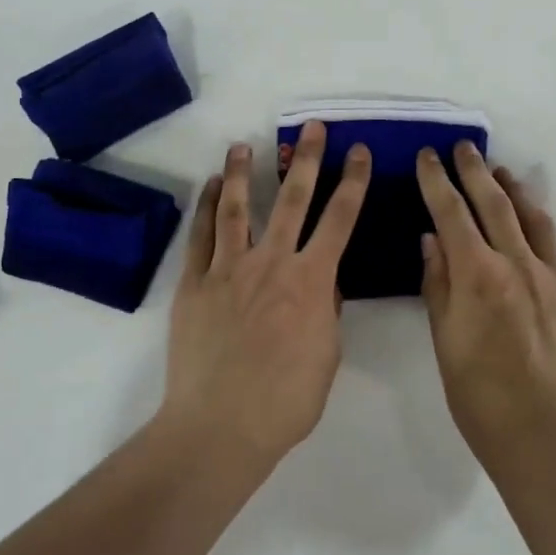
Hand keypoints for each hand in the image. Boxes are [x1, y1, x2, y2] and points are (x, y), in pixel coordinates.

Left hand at [161, 122, 371, 469]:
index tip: (360, 152)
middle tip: (313, 128)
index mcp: (311, 281)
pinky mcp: (195, 282)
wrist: (220, 426)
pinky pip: (201, 235)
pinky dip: (207, 206)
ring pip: (238, 207)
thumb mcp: (327, 357)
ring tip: (244, 145)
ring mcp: (229, 268)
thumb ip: (327, 312)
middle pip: (293, 199)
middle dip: (307, 159)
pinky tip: (211, 187)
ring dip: (244, 172)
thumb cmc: (285, 402)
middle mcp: (272, 262)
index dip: (353, 182)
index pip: (340, 220)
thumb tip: (323, 284)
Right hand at [417, 142, 555, 471]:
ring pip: (535, 218)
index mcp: (477, 274)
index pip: (451, 214)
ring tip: (503, 169)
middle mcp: (517, 263)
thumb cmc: (482, 398)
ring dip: (517, 189)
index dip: (437, 181)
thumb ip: (439, 285)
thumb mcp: (445, 342)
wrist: (548, 438)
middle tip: (463, 148)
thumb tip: (433, 238)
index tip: (428, 156)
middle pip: (494, 204)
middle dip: (475, 171)